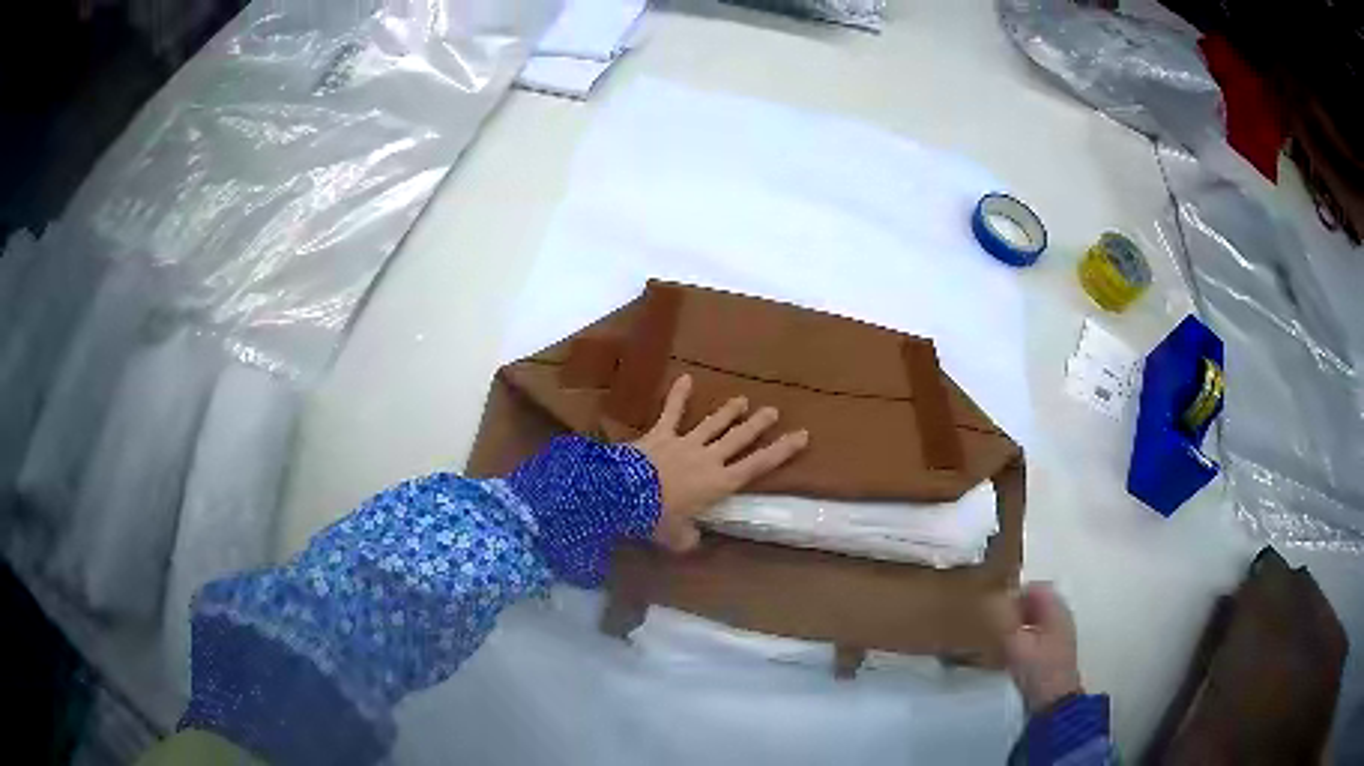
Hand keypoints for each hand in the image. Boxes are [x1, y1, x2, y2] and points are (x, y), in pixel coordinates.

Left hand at [632, 374, 808, 552]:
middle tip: (773, 411)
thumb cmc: (656, 518)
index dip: (781, 450)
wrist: (624, 494)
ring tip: (743, 400)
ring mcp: (685, 443)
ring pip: (713, 424)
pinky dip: (678, 395)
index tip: (801, 435)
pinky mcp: (661, 434)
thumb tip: (693, 539)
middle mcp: (708, 459)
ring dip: (729, 411)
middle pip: (739, 438)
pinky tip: (686, 377)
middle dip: (758, 425)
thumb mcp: (676, 538)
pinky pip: (671, 413)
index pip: (757, 465)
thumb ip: (689, 538)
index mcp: (719, 484)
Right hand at [990, 582, 1083, 712]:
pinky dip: (1025, 633)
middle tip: (994, 621)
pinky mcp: (1056, 648)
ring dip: (1019, 621)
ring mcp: (1061, 632)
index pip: (1035, 587)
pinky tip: (1012, 649)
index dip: (1014, 592)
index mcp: (1055, 609)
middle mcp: (1061, 616)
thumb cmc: (1037, 669)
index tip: (994, 605)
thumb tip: (991, 601)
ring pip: (1037, 616)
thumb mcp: (1015, 644)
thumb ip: (1004, 621)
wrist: (1054, 701)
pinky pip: (1039, 630)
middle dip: (1015, 607)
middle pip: (1037, 601)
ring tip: (999, 635)